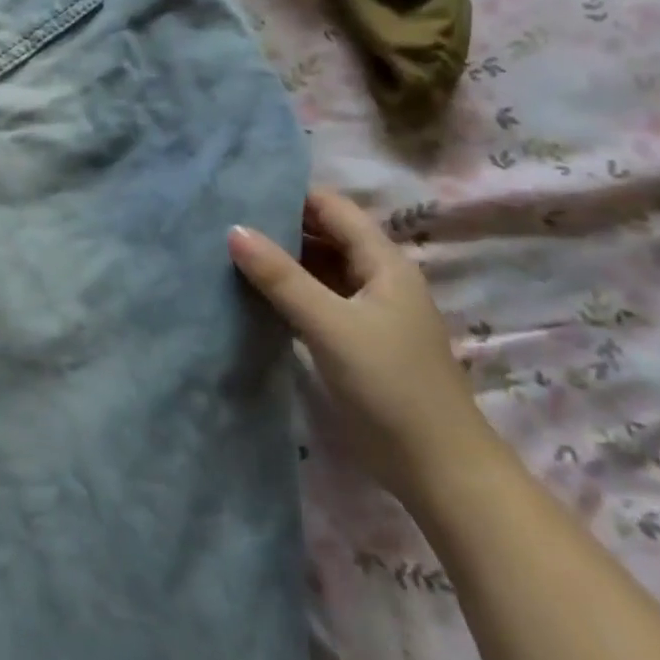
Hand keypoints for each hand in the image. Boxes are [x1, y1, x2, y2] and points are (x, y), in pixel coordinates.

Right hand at [229, 188, 497, 505]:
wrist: (437, 468)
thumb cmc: (390, 385)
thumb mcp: (331, 325)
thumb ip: (281, 278)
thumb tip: (234, 230)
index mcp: (383, 262)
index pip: (332, 208)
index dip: (290, 195)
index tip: (239, 191)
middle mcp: (376, 277)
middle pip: (324, 235)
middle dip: (278, 226)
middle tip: (222, 219)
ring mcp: (365, 310)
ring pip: (317, 268)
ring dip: (280, 260)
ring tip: (226, 250)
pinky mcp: (353, 339)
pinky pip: (315, 299)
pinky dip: (286, 292)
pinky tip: (250, 293)